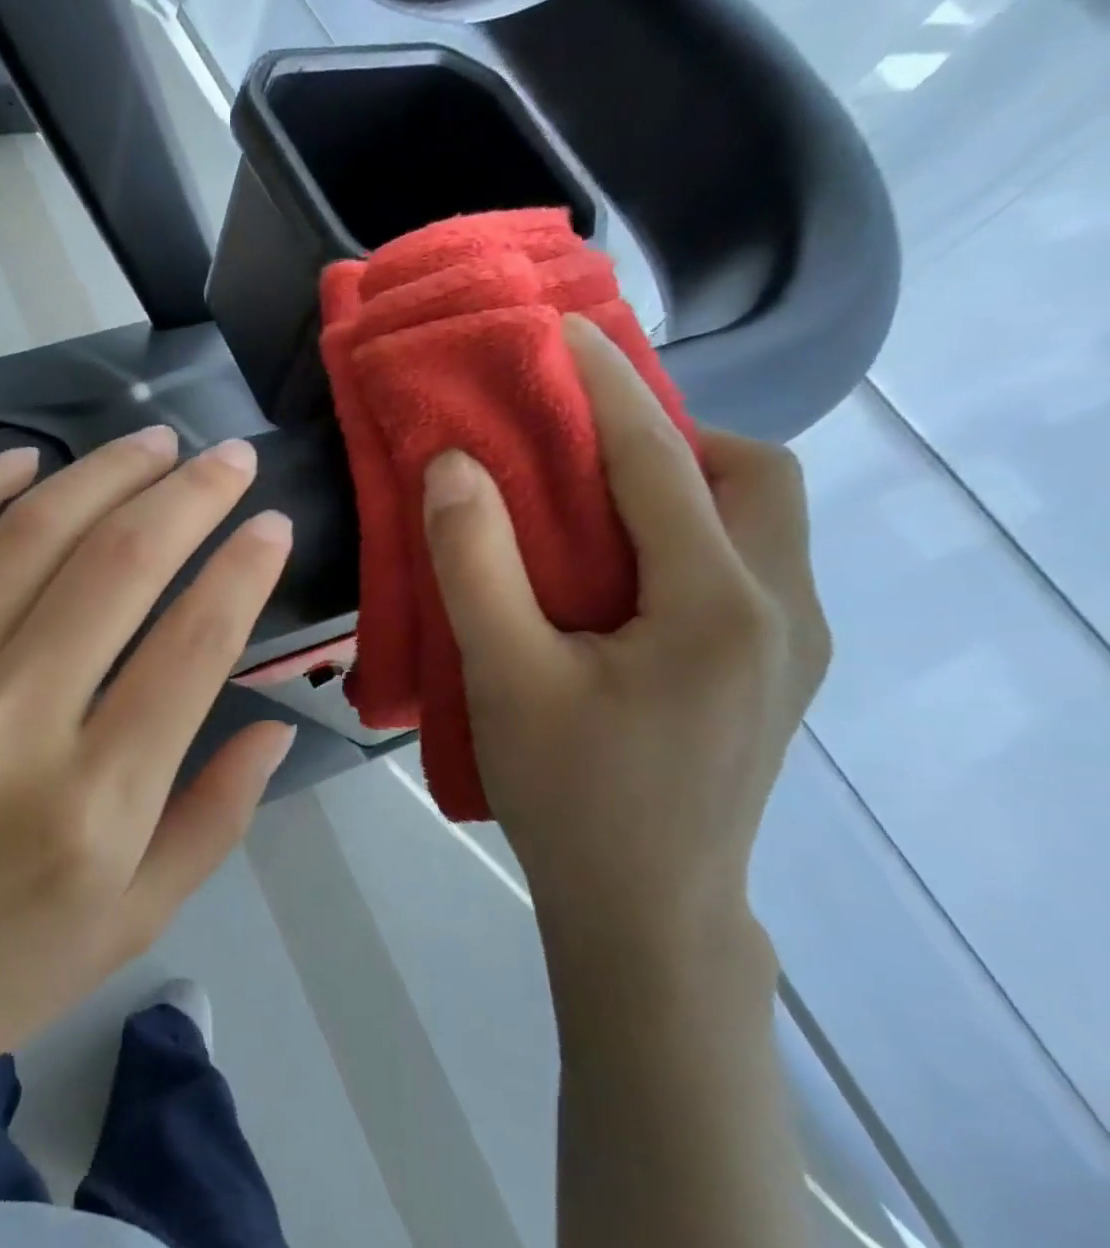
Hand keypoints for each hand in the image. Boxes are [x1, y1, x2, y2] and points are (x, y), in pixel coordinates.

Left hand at [0, 429, 295, 1126]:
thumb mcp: (130, 925)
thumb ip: (215, 818)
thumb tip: (278, 721)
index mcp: (96, 806)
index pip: (195, 644)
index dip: (244, 568)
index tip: (272, 523)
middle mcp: (12, 727)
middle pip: (120, 566)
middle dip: (191, 495)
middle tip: (228, 458)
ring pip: (30, 537)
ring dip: (103, 473)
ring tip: (152, 444)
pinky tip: (25, 460)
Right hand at [421, 316, 829, 959]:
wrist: (645, 913)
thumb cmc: (569, 794)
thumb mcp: (504, 676)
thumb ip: (474, 563)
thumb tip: (454, 466)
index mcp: (720, 604)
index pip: (663, 460)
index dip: (607, 388)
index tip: (563, 333)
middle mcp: (785, 610)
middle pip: (755, 477)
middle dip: (670, 438)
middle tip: (580, 454)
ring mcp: (794, 646)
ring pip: (760, 522)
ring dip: (685, 487)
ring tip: (594, 509)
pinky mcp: (775, 675)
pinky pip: (747, 567)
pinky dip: (689, 537)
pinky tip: (620, 579)